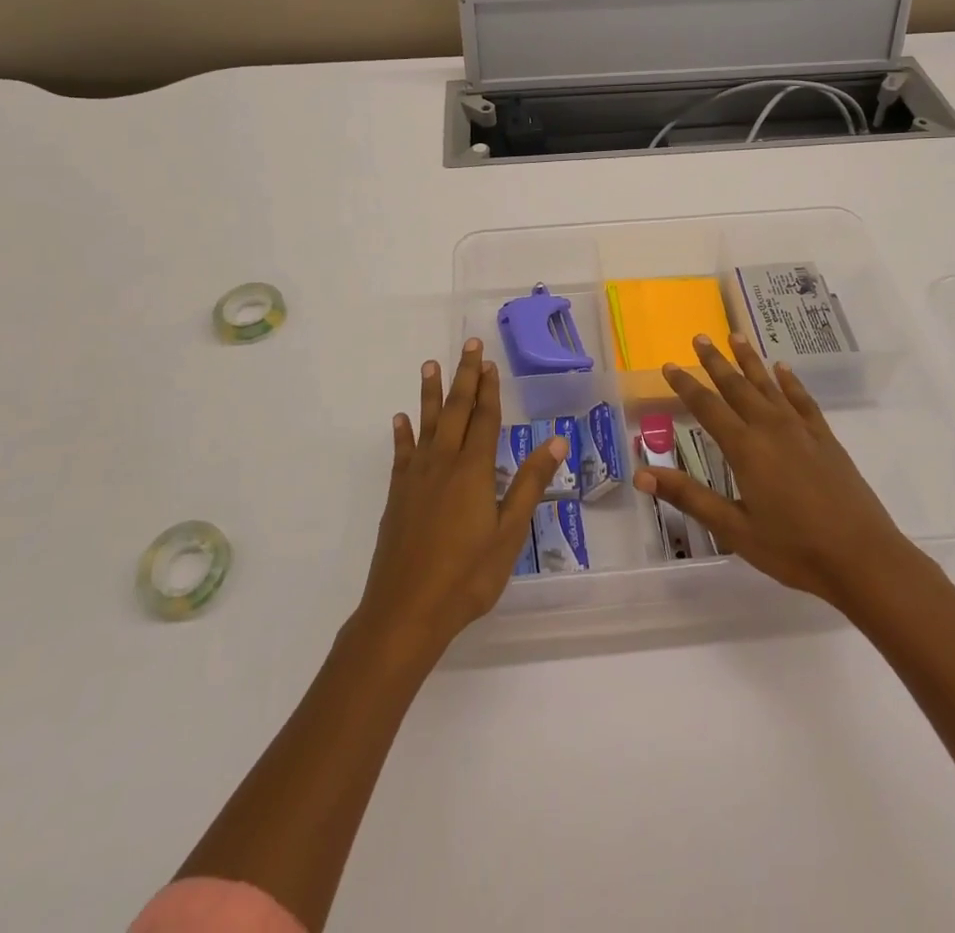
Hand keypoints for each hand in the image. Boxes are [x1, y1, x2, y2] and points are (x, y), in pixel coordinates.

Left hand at [355, 340, 567, 664]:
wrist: (406, 611)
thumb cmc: (467, 576)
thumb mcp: (509, 533)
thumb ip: (530, 484)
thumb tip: (557, 442)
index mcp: (474, 470)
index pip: (485, 419)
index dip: (489, 389)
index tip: (490, 362)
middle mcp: (443, 463)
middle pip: (456, 411)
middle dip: (464, 376)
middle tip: (468, 345)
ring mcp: (416, 477)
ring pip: (426, 424)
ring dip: (430, 393)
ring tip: (430, 365)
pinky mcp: (397, 495)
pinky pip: (402, 453)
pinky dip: (402, 433)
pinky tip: (400, 419)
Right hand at [636, 333, 932, 613]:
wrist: (863, 558)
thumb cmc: (793, 548)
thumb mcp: (733, 528)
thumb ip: (689, 496)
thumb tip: (641, 474)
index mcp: (745, 448)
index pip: (707, 407)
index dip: (685, 385)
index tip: (669, 365)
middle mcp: (770, 428)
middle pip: (737, 386)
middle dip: (715, 361)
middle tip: (700, 337)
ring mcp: (801, 430)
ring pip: (769, 384)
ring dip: (750, 360)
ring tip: (736, 336)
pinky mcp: (825, 438)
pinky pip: (802, 400)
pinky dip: (790, 382)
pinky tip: (782, 369)